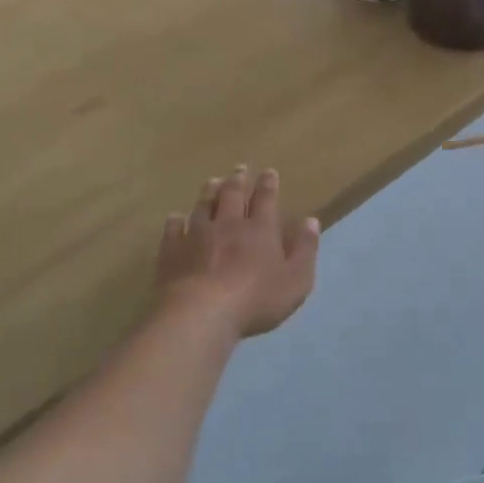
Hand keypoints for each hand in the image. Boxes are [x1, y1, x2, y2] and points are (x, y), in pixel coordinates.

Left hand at [156, 166, 319, 338]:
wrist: (201, 314)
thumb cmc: (256, 300)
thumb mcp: (296, 280)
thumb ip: (305, 249)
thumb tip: (311, 221)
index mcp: (260, 230)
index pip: (266, 199)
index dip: (268, 184)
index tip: (269, 171)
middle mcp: (228, 225)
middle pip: (232, 195)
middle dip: (238, 180)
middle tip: (239, 168)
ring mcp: (196, 235)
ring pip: (203, 206)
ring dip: (209, 192)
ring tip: (212, 181)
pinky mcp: (172, 251)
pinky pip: (173, 229)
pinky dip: (175, 220)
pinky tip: (175, 217)